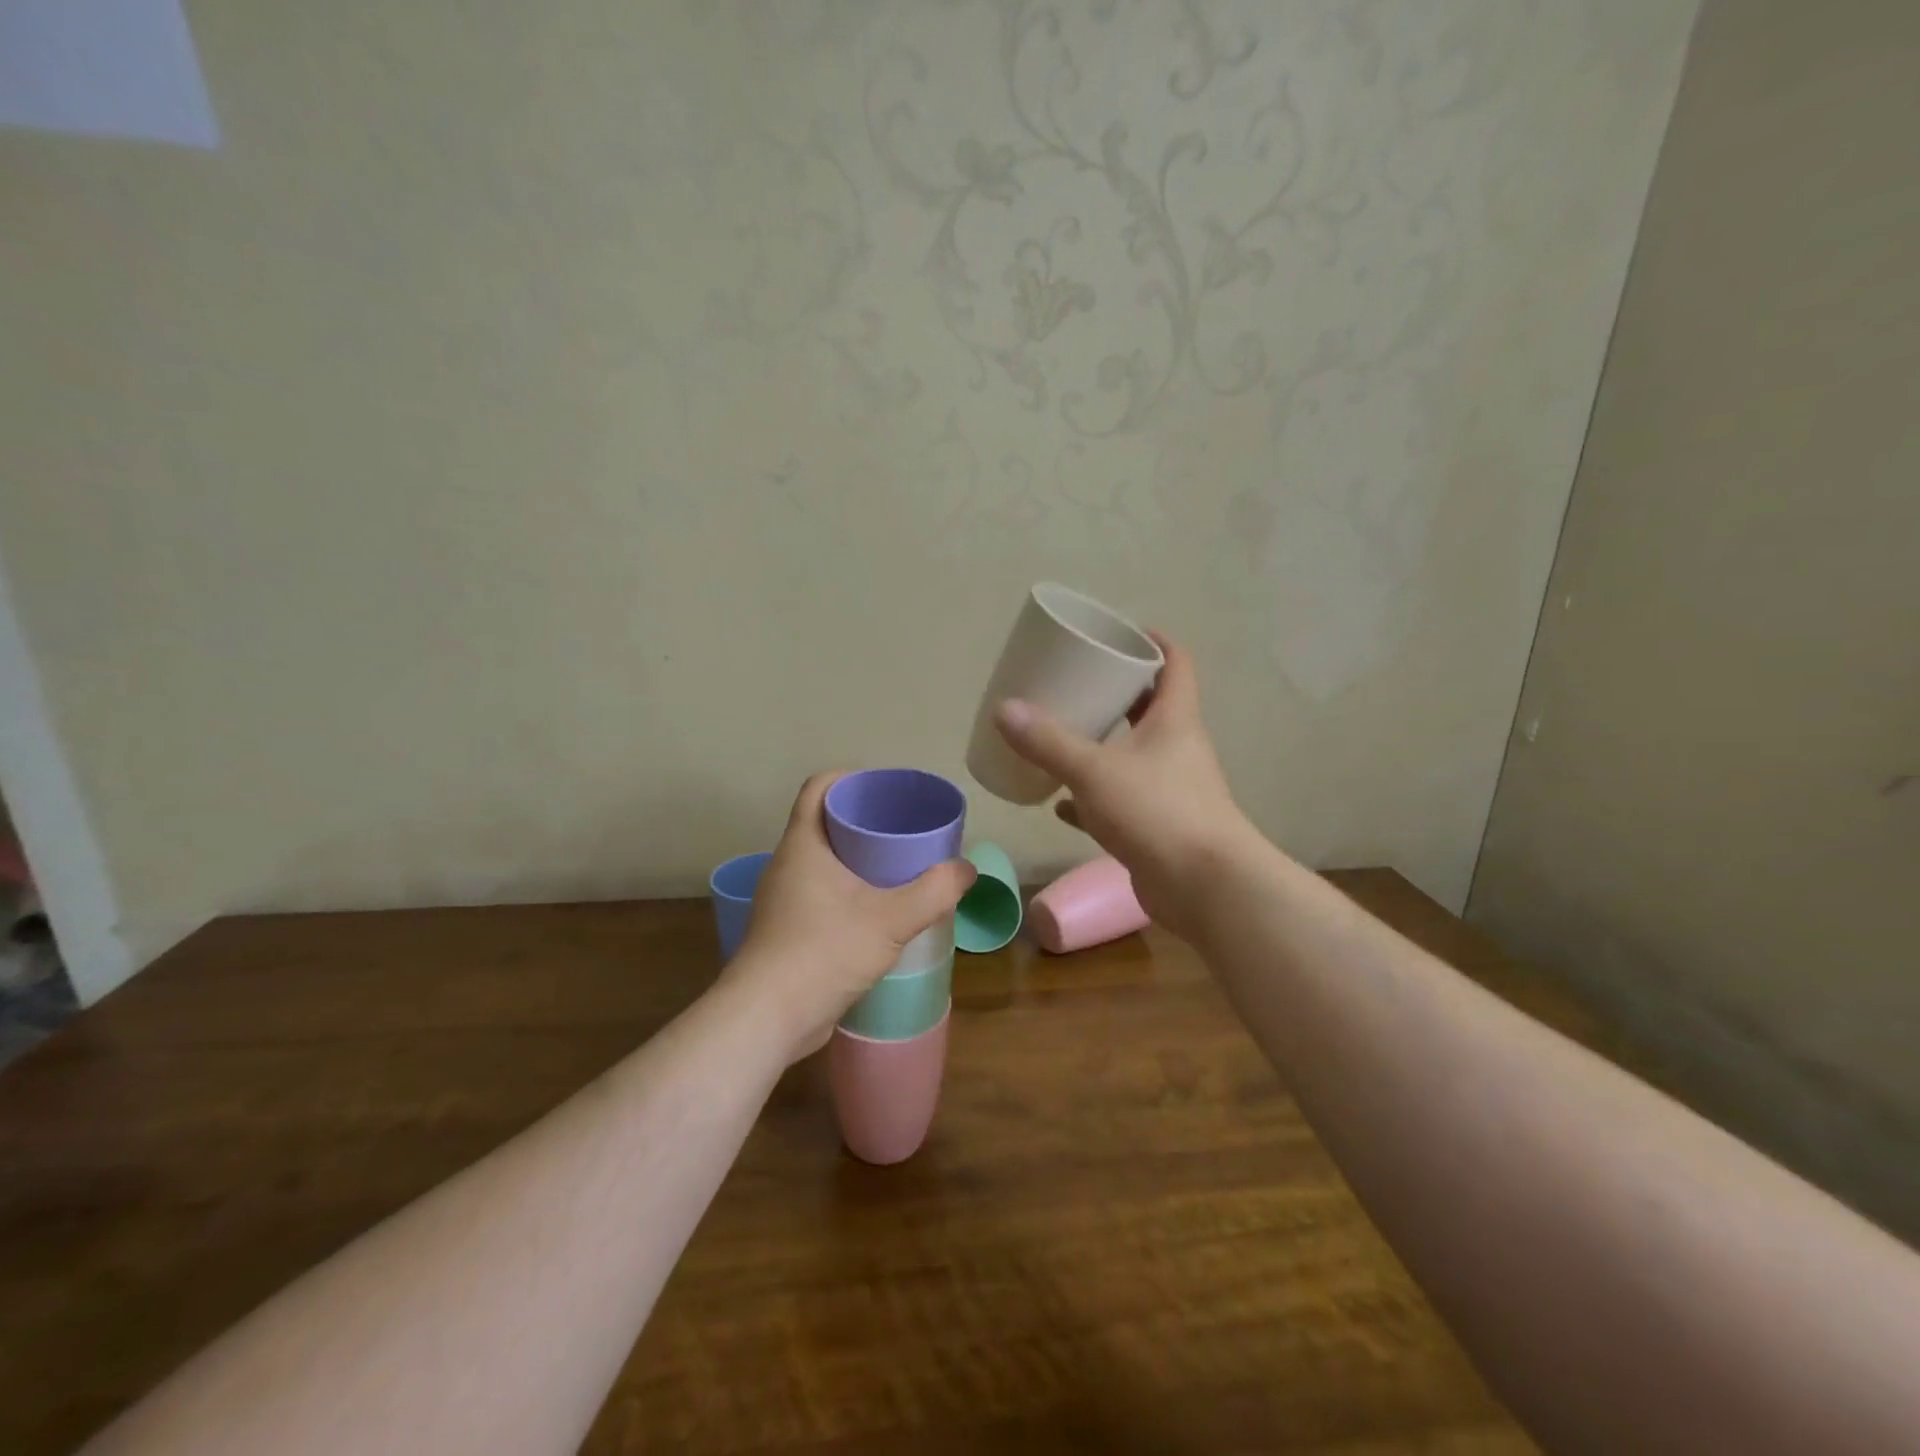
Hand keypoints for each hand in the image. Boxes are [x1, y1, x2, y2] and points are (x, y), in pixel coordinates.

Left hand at [721, 772, 974, 1061]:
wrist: (767, 1018)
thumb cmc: (824, 952)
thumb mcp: (890, 919)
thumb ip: (934, 892)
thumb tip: (967, 869)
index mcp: (803, 844)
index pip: (820, 787)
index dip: (851, 777)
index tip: (886, 789)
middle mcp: (788, 864)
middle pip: (826, 822)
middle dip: (865, 820)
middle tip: (905, 828)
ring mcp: (784, 898)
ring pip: (825, 861)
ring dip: (858, 859)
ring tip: (900, 867)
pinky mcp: (787, 929)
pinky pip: (822, 892)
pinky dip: (849, 889)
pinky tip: (879, 909)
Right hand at [993, 631, 1255, 940]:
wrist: (1205, 888)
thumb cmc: (1157, 812)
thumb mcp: (1095, 771)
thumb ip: (1048, 742)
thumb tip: (1004, 709)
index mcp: (1175, 720)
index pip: (1175, 664)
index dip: (1154, 642)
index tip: (1121, 633)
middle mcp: (1177, 749)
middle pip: (1150, 708)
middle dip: (1116, 694)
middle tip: (1077, 683)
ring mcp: (1170, 790)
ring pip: (1132, 756)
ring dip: (1102, 746)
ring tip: (1063, 735)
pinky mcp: (1158, 827)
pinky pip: (1119, 802)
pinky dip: (1090, 798)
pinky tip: (1059, 801)